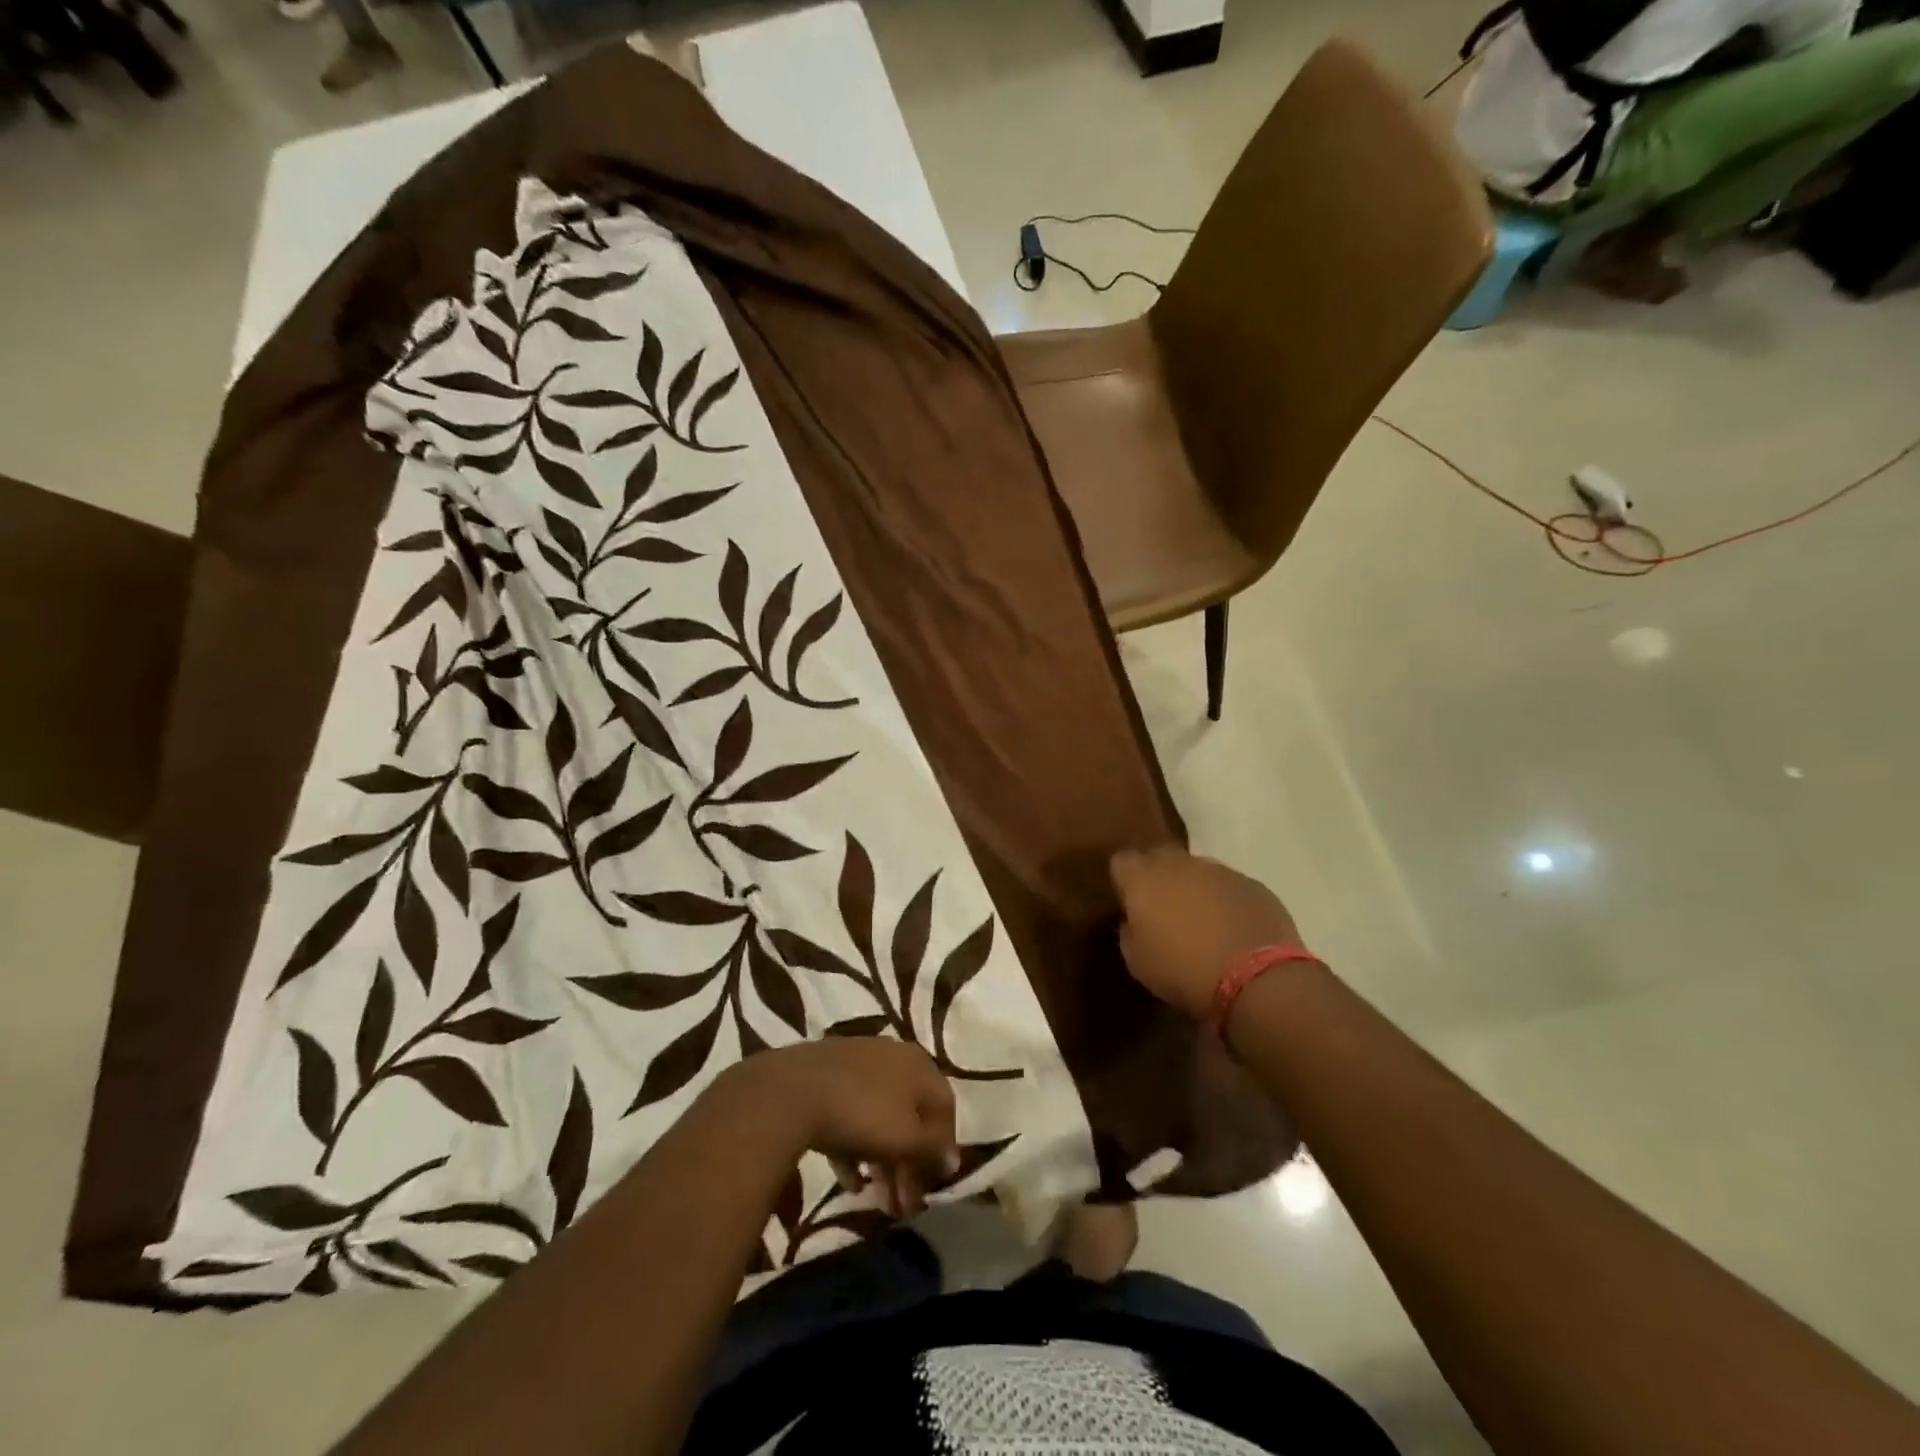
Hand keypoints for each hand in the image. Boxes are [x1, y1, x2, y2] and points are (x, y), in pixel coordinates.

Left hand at [725, 1039, 959, 1216]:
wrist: (793, 1091)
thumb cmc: (862, 1113)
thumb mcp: (906, 1138)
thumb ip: (933, 1150)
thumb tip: (953, 1159)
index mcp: (919, 1064)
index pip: (944, 1107)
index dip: (943, 1149)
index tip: (932, 1187)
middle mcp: (893, 1057)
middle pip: (911, 1115)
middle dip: (909, 1165)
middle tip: (903, 1207)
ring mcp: (858, 1064)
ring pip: (880, 1117)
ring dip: (883, 1162)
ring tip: (877, 1201)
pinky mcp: (827, 1077)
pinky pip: (850, 1115)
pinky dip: (854, 1148)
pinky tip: (849, 1182)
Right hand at [1110, 845, 1304, 1019]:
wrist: (1255, 979)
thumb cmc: (1182, 970)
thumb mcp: (1136, 961)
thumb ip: (1129, 930)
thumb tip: (1135, 920)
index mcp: (1143, 878)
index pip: (1121, 861)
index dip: (1123, 880)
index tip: (1128, 903)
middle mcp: (1178, 864)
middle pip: (1159, 857)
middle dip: (1157, 876)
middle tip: (1161, 908)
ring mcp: (1219, 871)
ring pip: (1196, 870)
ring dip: (1193, 888)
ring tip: (1200, 921)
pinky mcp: (1252, 884)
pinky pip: (1228, 886)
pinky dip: (1225, 901)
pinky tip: (1231, 929)